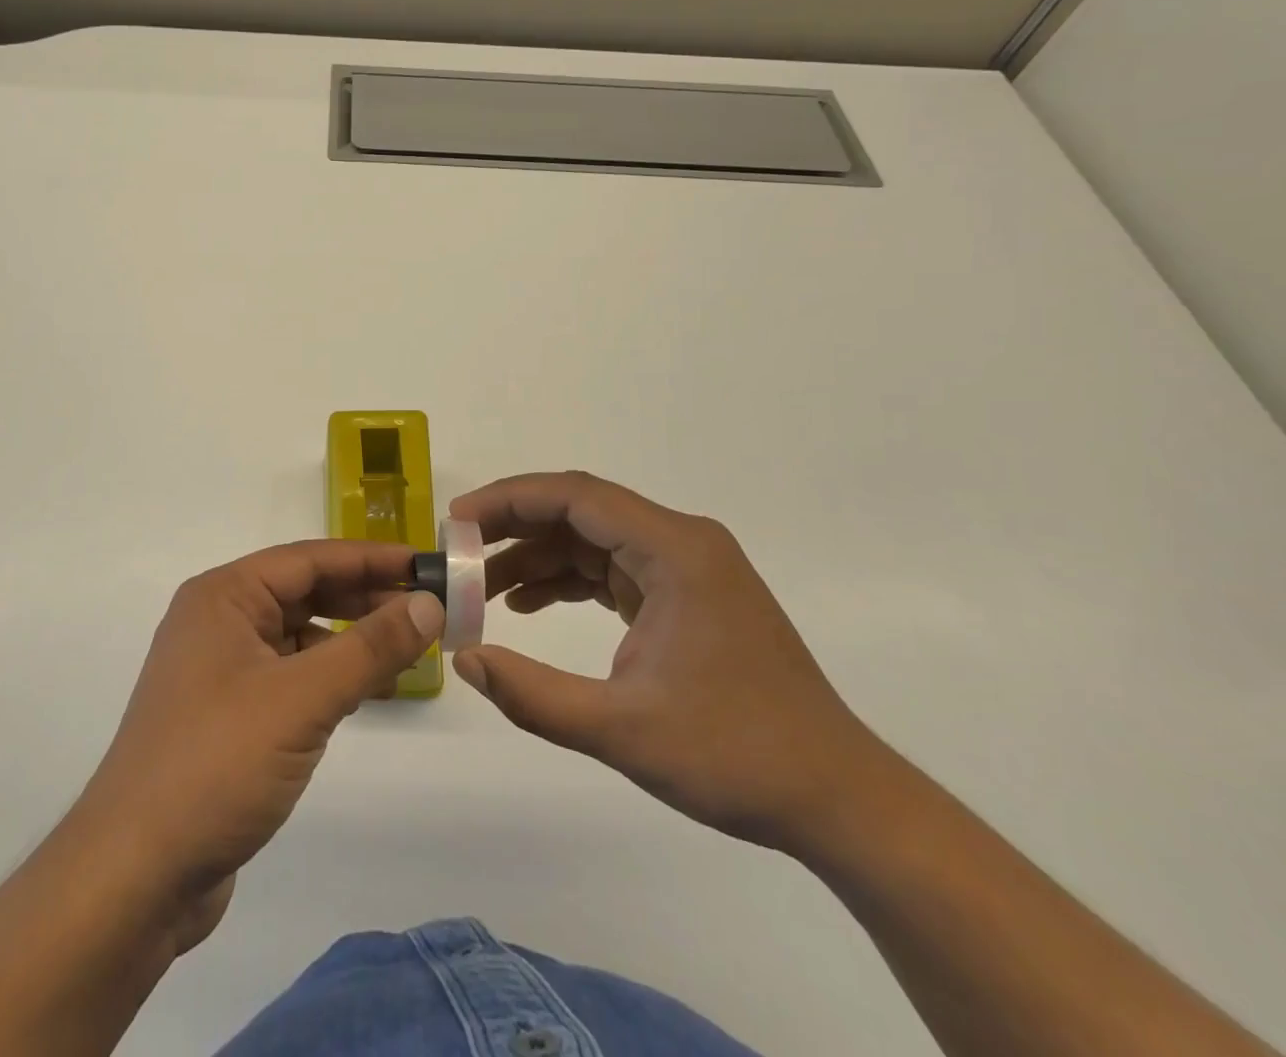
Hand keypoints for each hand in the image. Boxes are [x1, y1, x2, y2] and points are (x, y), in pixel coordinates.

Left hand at [68, 540, 443, 948]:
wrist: (136, 874)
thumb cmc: (217, 763)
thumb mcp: (302, 699)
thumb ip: (369, 647)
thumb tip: (428, 603)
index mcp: (224, 597)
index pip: (309, 558)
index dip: (370, 559)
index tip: (425, 565)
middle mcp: (219, 621)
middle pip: (304, 592)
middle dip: (364, 597)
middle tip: (428, 608)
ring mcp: (220, 670)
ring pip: (299, 636)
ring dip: (350, 638)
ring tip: (408, 648)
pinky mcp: (228, 715)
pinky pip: (290, 675)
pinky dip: (329, 676)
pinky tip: (366, 689)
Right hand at [449, 471, 886, 852]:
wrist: (839, 801)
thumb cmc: (737, 756)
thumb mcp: (622, 730)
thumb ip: (534, 695)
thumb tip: (464, 659)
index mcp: (675, 550)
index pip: (576, 496)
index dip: (510, 500)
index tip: (458, 520)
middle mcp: (682, 543)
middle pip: (581, 511)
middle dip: (515, 526)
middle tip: (459, 551)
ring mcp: (686, 569)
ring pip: (593, 539)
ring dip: (537, 557)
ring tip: (482, 588)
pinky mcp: (686, 596)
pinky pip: (612, 569)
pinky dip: (567, 580)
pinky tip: (528, 604)